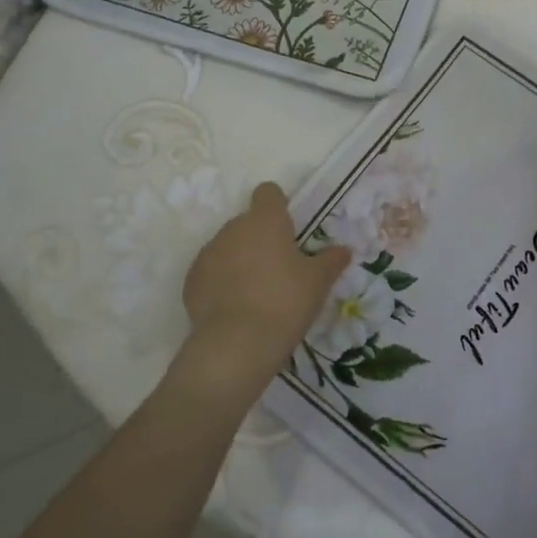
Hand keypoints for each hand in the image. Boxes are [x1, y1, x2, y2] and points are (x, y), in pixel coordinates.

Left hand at [174, 182, 350, 408]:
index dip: (278, 205)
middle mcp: (233, 228)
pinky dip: (221, 282)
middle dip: (261, 238)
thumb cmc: (285, 302)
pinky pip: (211, 272)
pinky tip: (236, 308)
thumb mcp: (318, 282)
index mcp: (265, 220)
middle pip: (248, 222)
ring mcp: (208, 253)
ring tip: (256, 292)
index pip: (268, 193)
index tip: (289, 228)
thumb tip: (343, 250)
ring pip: (228, 247)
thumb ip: (331, 260)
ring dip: (240, 260)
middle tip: (279, 269)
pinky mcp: (192, 280)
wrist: (236, 344)